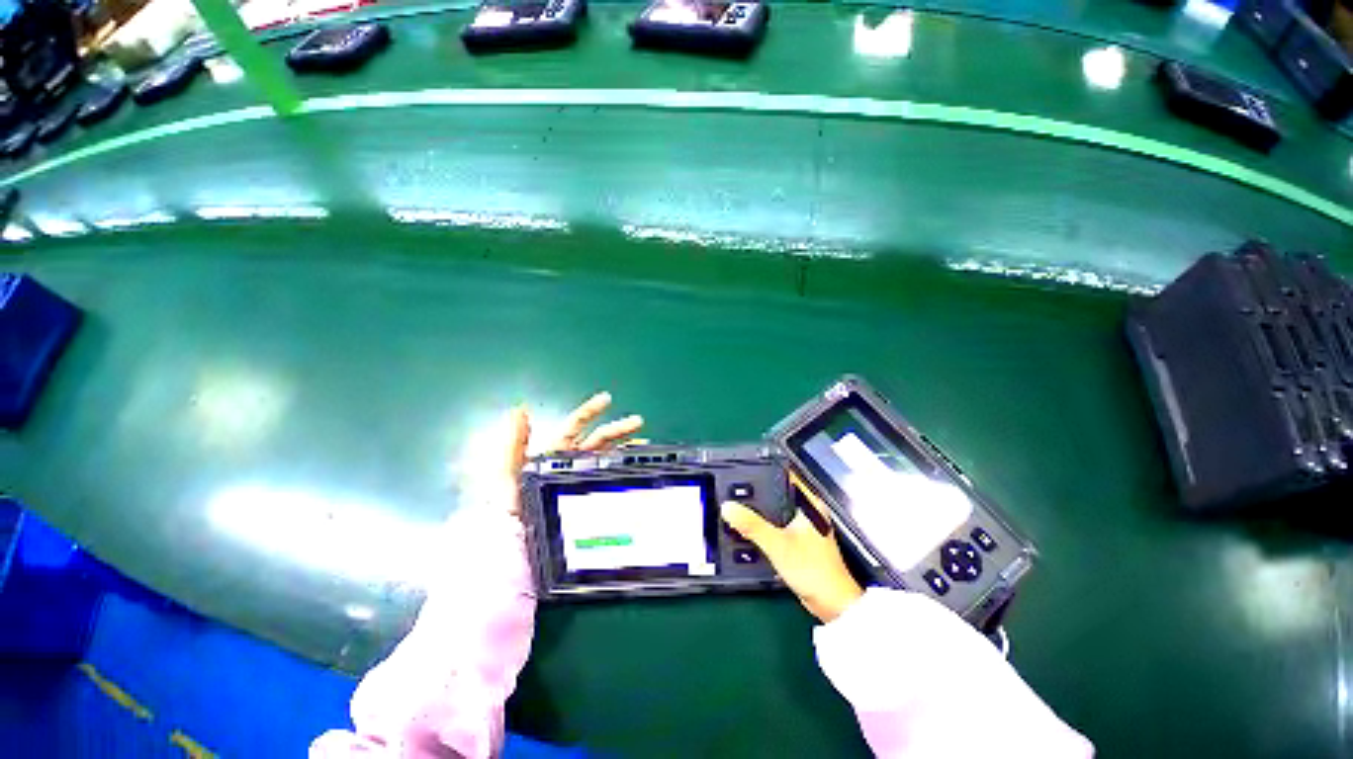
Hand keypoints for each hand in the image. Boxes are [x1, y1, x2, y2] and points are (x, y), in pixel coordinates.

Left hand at [502, 392, 644, 518]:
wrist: (518, 550)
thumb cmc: (508, 512)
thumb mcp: (506, 476)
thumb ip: (514, 444)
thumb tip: (520, 410)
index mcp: (552, 453)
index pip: (574, 426)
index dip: (589, 410)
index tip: (606, 399)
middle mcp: (570, 463)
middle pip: (598, 439)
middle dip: (617, 428)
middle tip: (637, 422)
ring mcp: (581, 479)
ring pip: (608, 456)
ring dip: (625, 446)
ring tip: (643, 443)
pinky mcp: (589, 497)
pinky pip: (610, 477)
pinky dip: (624, 469)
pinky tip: (634, 467)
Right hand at [722, 472, 863, 622]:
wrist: (832, 604)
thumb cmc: (813, 571)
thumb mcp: (777, 544)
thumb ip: (752, 525)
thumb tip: (728, 508)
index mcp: (809, 503)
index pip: (784, 476)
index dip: (763, 471)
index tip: (743, 471)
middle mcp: (808, 511)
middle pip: (776, 493)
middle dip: (756, 494)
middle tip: (734, 491)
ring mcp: (804, 526)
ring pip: (776, 510)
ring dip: (759, 512)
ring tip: (738, 509)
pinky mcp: (800, 541)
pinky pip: (777, 525)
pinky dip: (764, 526)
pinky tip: (751, 530)